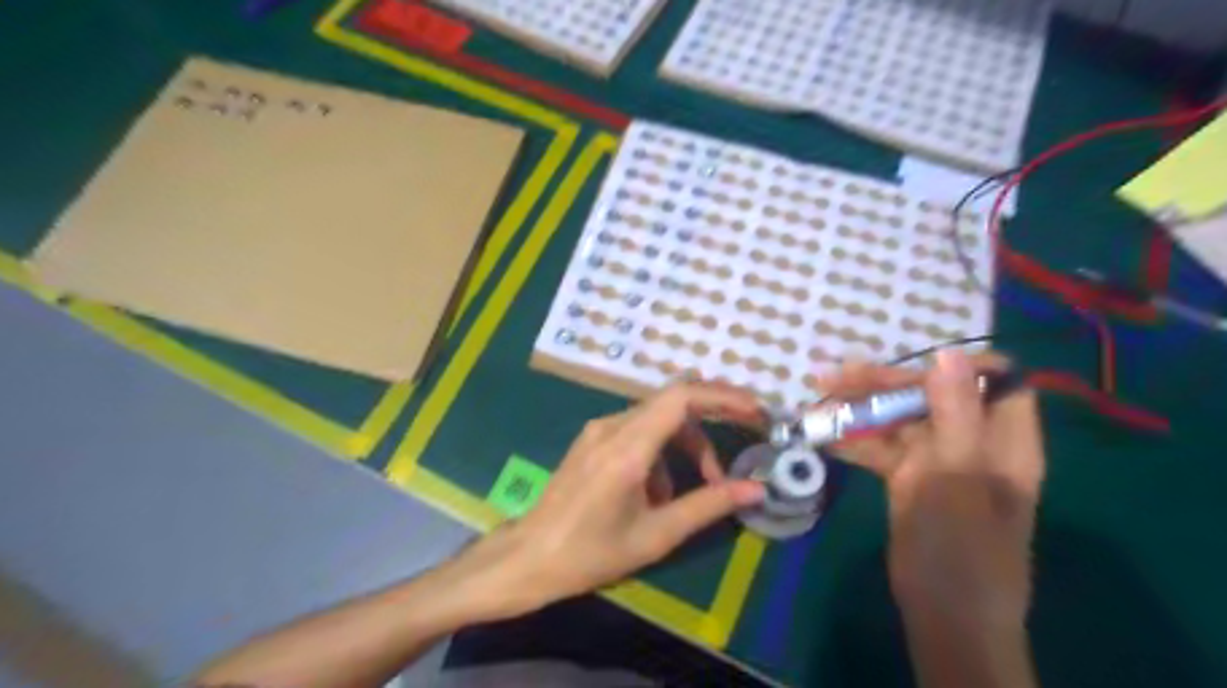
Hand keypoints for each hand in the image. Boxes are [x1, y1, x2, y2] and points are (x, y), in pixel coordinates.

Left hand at [470, 383, 764, 618]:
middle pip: (673, 405)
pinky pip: (638, 431)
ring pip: (657, 419)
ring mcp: (598, 429)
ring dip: (686, 446)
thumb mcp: (656, 535)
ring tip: (696, 489)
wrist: (528, 557)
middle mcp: (612, 426)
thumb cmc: (590, 553)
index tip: (754, 411)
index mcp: (627, 448)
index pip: (681, 397)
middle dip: (710, 427)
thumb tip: (755, 489)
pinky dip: (662, 452)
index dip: (722, 397)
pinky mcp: (592, 439)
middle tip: (738, 450)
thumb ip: (708, 506)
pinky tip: (658, 491)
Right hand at [822, 352, 1043, 630]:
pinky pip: (880, 448)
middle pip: (931, 394)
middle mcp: (970, 442)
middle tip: (834, 379)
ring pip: (899, 419)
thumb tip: (947, 352)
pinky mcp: (907, 478)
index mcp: (1002, 439)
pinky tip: (824, 437)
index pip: (993, 380)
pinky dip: (853, 441)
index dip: (955, 366)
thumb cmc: (962, 548)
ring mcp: (936, 460)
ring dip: (859, 409)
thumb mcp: (959, 476)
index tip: (910, 366)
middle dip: (884, 383)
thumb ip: (956, 413)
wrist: (944, 615)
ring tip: (817, 401)